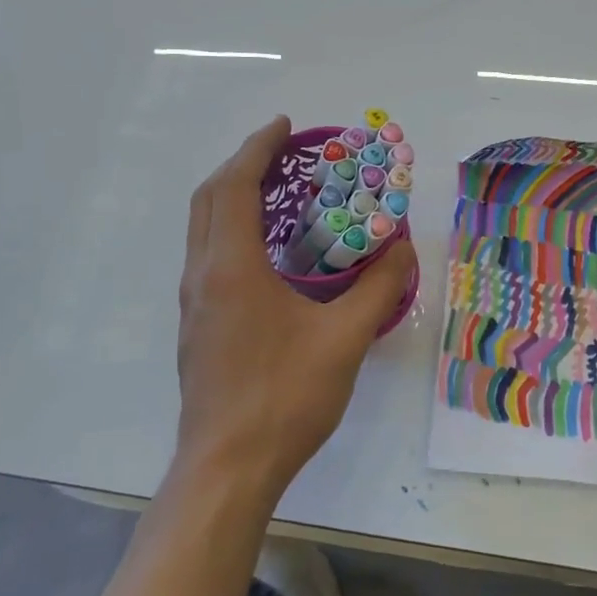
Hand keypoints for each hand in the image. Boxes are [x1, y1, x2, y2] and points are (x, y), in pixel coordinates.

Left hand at [175, 116, 416, 501]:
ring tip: (277, 192)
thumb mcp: (345, 340)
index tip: (286, 126)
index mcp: (231, 267)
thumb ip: (378, 288)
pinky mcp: (197, 327)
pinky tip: (266, 252)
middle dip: (242, 165)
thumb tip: (402, 248)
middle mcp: (203, 276)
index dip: (258, 149)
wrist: (227, 469)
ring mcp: (193, 304)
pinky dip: (231, 229)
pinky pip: (208, 255)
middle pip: (209, 199)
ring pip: (203, 228)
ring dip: (233, 197)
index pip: (235, 186)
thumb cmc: (284, 398)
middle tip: (282, 152)